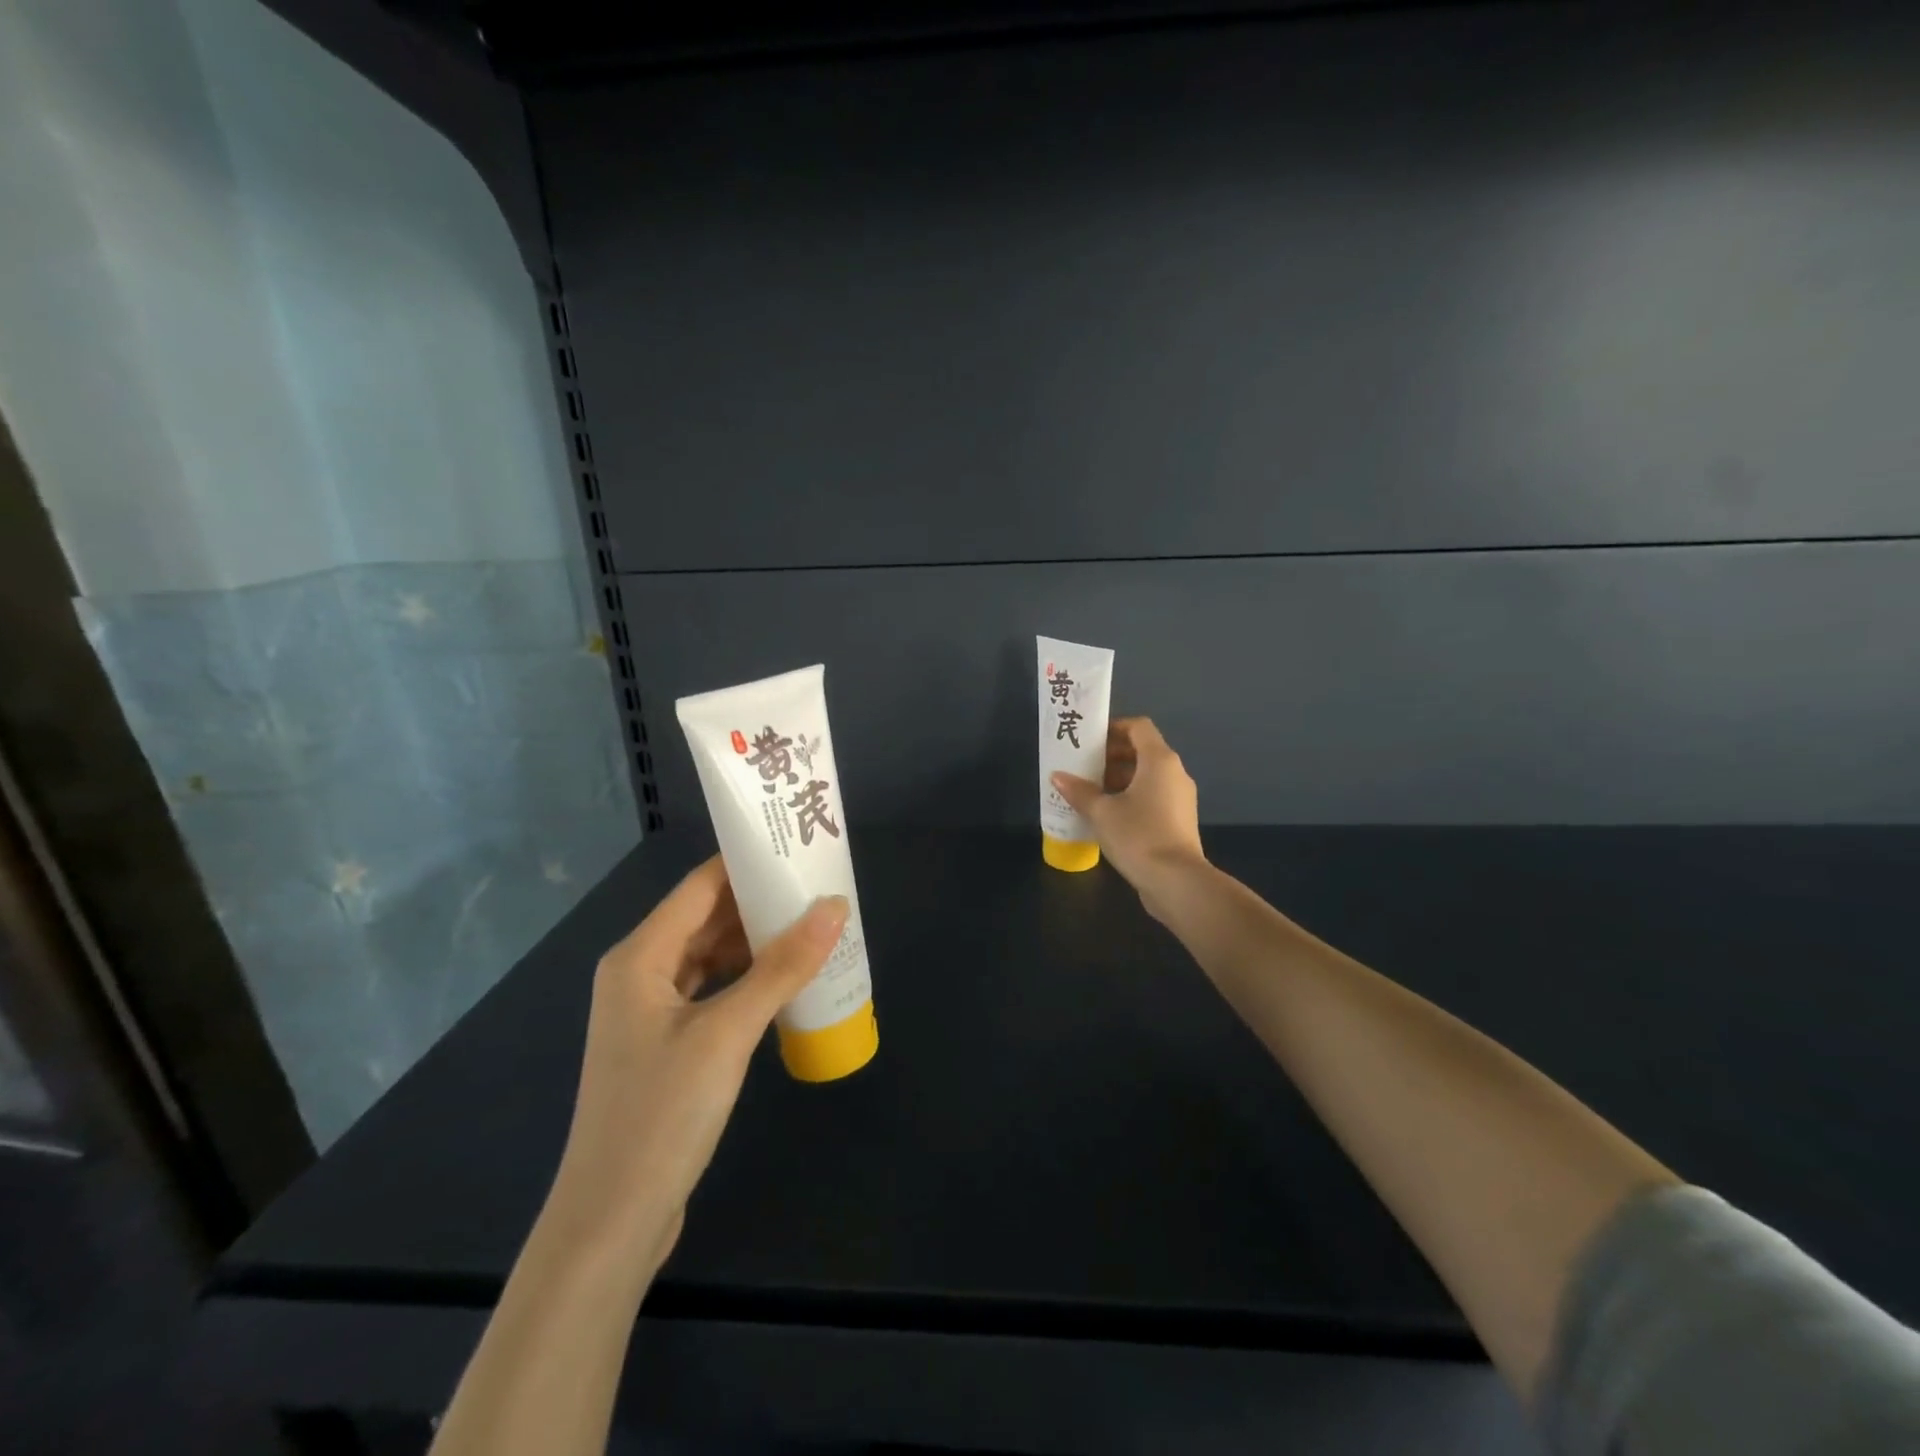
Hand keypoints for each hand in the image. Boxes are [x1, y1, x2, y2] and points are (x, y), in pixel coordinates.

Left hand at [545, 856, 848, 1274]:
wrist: (612, 1221)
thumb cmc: (662, 1114)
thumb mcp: (728, 1033)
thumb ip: (782, 967)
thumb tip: (834, 907)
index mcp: (640, 956)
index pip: (700, 886)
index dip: (746, 863)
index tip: (797, 847)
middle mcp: (640, 973)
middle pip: (706, 918)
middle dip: (760, 901)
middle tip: (819, 886)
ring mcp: (652, 1011)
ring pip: (712, 955)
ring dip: (757, 941)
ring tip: (813, 924)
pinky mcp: (668, 1044)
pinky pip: (713, 990)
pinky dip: (748, 978)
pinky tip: (786, 978)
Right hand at [1052, 716, 1206, 918]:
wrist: (1177, 881)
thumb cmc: (1138, 836)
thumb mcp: (1101, 812)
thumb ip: (1079, 791)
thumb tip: (1058, 776)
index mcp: (1159, 760)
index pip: (1138, 727)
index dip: (1114, 728)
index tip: (1089, 740)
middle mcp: (1174, 773)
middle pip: (1143, 751)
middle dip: (1112, 756)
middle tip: (1083, 767)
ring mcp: (1180, 798)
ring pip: (1148, 776)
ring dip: (1120, 778)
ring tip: (1091, 792)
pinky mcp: (1179, 820)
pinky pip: (1153, 796)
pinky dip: (1132, 797)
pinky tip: (1108, 815)